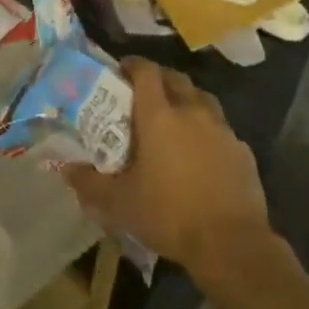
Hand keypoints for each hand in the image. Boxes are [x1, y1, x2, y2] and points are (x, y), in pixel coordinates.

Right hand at [60, 58, 270, 278]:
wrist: (231, 243)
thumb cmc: (168, 215)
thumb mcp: (119, 204)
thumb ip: (89, 183)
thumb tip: (66, 169)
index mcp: (160, 116)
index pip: (146, 72)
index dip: (132, 65)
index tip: (120, 70)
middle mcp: (192, 112)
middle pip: (175, 79)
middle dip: (158, 79)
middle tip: (143, 94)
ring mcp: (222, 129)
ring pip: (202, 99)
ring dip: (186, 99)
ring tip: (173, 118)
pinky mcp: (242, 150)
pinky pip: (221, 128)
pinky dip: (207, 129)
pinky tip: (201, 152)